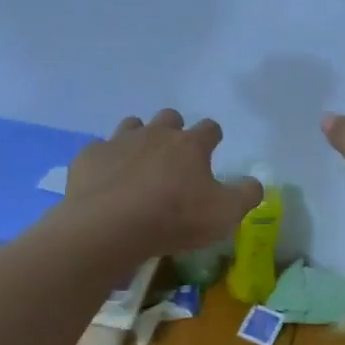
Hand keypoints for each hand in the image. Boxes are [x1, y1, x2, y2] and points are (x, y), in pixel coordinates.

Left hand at [64, 109, 263, 255]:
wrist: (109, 226)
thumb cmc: (174, 218)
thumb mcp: (224, 214)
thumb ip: (246, 195)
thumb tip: (255, 182)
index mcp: (190, 145)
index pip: (210, 128)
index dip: (213, 138)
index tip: (212, 150)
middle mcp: (156, 133)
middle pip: (169, 117)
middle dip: (173, 130)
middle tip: (173, 158)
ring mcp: (120, 141)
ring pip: (132, 125)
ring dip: (138, 139)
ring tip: (138, 165)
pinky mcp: (90, 156)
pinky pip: (99, 149)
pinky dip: (105, 161)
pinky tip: (105, 180)